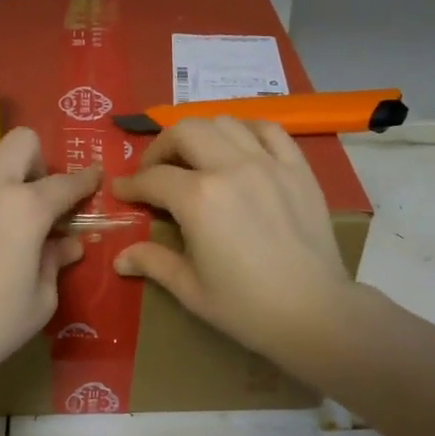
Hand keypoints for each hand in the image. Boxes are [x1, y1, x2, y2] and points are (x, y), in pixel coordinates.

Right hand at [111, 117, 354, 361]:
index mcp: (198, 198)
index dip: (131, 185)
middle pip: (184, 132)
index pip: (153, 178)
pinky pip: (269, 130)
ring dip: (200, 134)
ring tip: (195, 158)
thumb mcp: (190, 288)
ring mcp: (268, 163)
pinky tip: (239, 147)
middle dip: (160, 148)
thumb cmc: (246, 307)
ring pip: (224, 122)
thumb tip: (120, 258)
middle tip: (154, 171)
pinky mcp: (298, 168)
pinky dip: (246, 131)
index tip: (121, 191)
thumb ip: (154, 262)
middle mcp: (230, 168)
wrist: (314, 313)